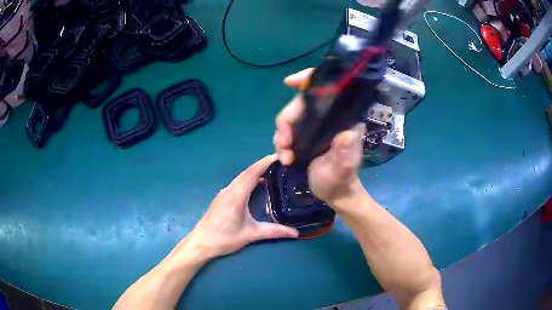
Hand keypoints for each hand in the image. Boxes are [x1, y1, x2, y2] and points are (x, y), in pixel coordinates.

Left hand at [181, 155, 298, 260]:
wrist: (201, 243)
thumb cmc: (224, 238)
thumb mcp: (250, 234)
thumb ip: (273, 232)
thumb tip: (295, 233)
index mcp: (236, 195)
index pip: (252, 172)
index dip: (265, 162)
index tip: (279, 156)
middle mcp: (229, 190)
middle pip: (247, 172)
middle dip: (262, 165)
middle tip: (280, 163)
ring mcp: (224, 193)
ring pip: (241, 178)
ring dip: (255, 172)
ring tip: (272, 172)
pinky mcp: (221, 198)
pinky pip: (237, 184)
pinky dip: (248, 179)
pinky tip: (257, 185)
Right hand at [274, 69, 365, 207]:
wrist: (333, 194)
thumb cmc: (341, 181)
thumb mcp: (343, 170)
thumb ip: (345, 153)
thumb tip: (347, 134)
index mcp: (342, 119)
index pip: (328, 89)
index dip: (308, 80)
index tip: (289, 82)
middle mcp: (328, 117)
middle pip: (300, 105)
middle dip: (286, 122)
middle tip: (283, 144)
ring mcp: (315, 126)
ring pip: (290, 118)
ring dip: (281, 136)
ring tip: (285, 157)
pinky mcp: (304, 135)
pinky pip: (286, 131)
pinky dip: (281, 143)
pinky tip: (284, 158)